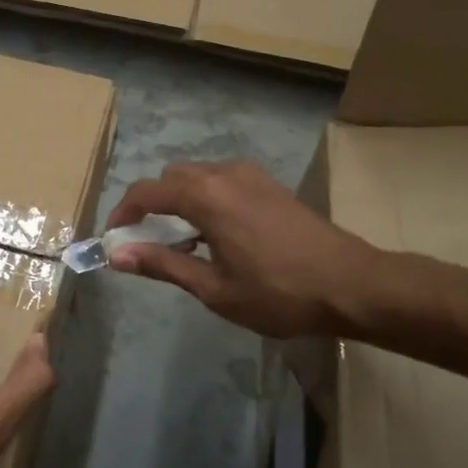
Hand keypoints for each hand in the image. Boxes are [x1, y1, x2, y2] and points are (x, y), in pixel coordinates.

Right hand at [106, 161, 378, 337]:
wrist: (352, 283)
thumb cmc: (278, 293)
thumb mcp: (213, 288)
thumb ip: (163, 265)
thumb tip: (117, 255)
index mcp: (206, 196)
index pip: (147, 191)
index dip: (124, 212)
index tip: (115, 238)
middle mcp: (225, 174)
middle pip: (171, 178)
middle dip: (152, 206)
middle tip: (151, 245)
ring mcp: (252, 176)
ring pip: (198, 177)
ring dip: (180, 202)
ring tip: (185, 245)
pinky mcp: (270, 185)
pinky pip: (222, 181)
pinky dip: (206, 200)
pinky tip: (217, 236)